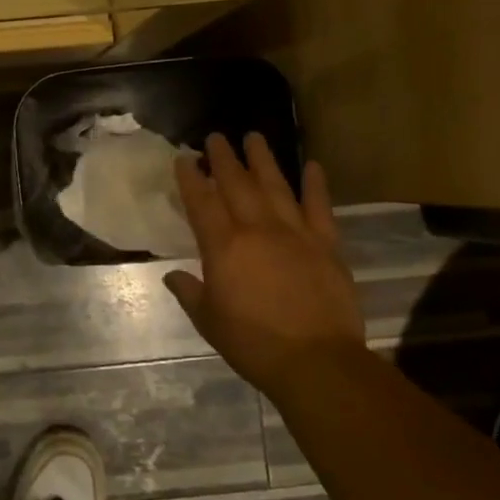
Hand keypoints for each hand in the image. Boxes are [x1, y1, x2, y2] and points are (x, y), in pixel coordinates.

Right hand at [165, 135, 365, 391]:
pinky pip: (320, 208)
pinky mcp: (326, 245)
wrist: (316, 361)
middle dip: (223, 159)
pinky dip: (316, 186)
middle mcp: (257, 230)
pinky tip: (313, 166)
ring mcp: (295, 234)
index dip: (190, 179)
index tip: (183, 158)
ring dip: (263, 160)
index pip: (202, 203)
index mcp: (223, 247)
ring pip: (276, 187)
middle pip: (237, 185)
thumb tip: (173, 275)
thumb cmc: (253, 343)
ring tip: (254, 137)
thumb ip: (190, 292)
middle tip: (215, 137)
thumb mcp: (209, 321)